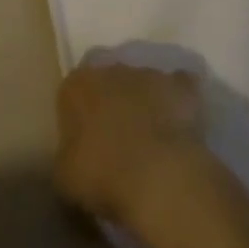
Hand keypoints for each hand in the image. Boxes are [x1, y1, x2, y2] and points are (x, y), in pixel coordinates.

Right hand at [55, 61, 207, 226]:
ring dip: (146, 104)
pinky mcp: (183, 88)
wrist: (159, 177)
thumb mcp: (64, 177)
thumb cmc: (101, 175)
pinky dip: (181, 104)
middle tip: (118, 143)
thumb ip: (67, 158)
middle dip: (113, 106)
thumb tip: (76, 159)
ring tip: (152, 142)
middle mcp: (111, 70)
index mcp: (76, 86)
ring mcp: (150, 75)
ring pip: (144, 85)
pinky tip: (181, 129)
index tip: (85, 145)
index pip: (72, 94)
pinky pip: (181, 90)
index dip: (78, 119)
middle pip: (109, 84)